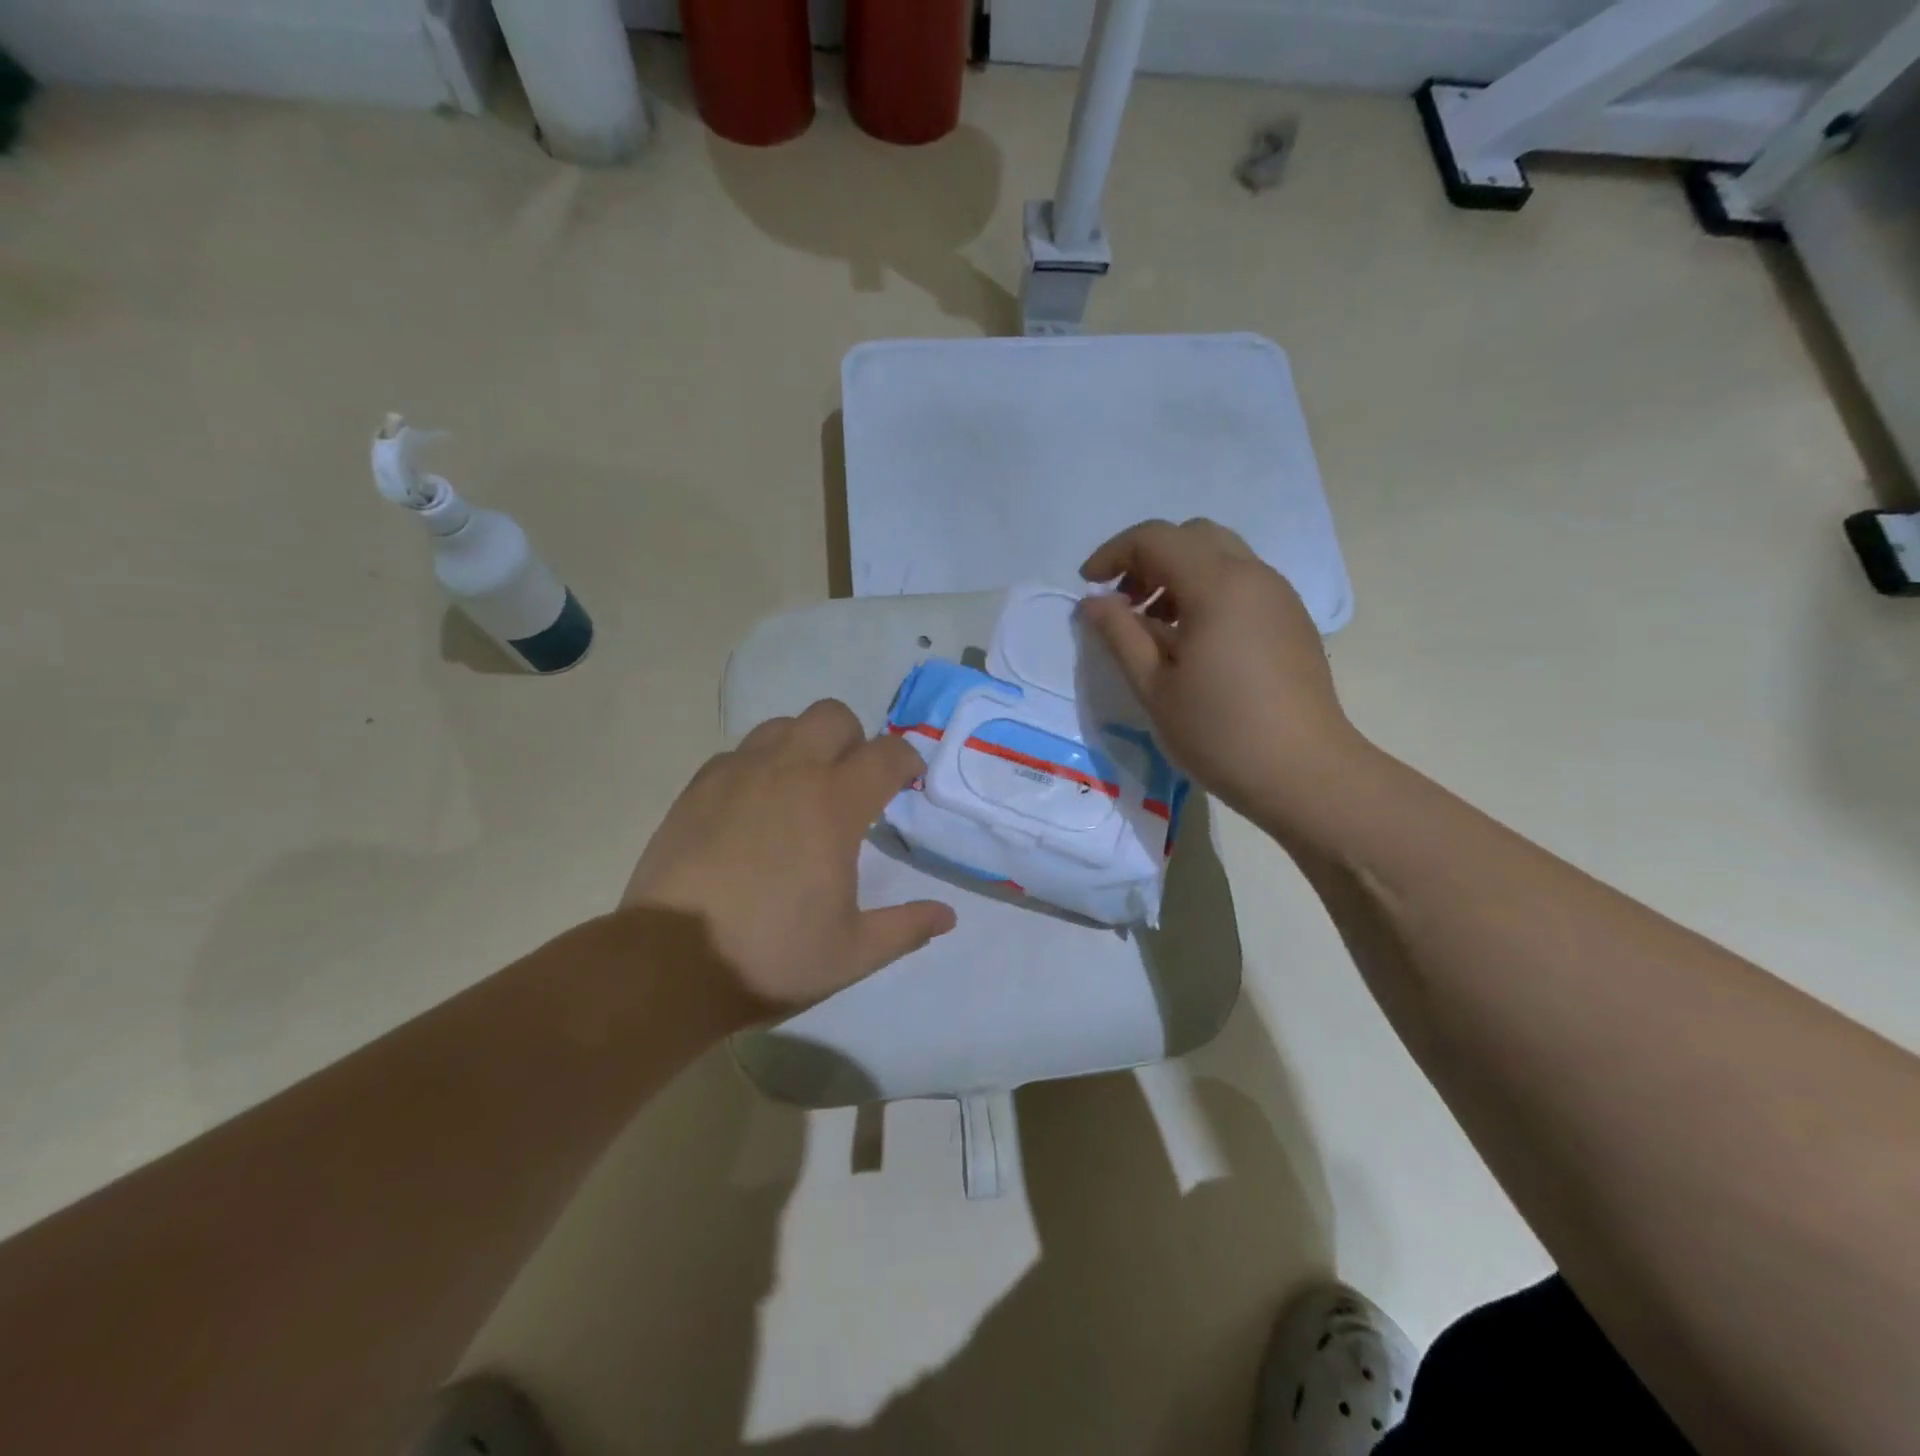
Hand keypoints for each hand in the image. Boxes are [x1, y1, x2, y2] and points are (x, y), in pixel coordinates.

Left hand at [623, 700, 955, 1015]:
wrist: (669, 963)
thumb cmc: (771, 955)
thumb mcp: (853, 953)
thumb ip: (906, 928)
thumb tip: (947, 916)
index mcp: (834, 804)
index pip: (887, 754)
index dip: (907, 760)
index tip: (909, 781)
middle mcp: (789, 772)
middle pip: (833, 716)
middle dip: (855, 739)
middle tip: (854, 782)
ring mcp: (738, 774)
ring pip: (783, 725)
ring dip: (805, 745)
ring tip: (803, 788)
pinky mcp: (698, 787)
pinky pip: (740, 752)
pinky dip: (760, 764)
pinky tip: (755, 806)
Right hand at [1079, 518, 1365, 827]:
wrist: (1305, 773)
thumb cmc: (1220, 733)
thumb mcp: (1154, 687)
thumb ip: (1120, 634)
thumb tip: (1094, 601)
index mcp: (1217, 585)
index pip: (1155, 538)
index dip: (1113, 553)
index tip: (1089, 586)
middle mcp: (1254, 576)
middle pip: (1192, 536)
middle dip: (1148, 558)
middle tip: (1124, 602)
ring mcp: (1279, 596)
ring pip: (1221, 556)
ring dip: (1178, 574)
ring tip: (1154, 626)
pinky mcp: (1291, 619)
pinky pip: (1242, 582)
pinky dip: (1207, 591)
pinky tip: (1193, 641)